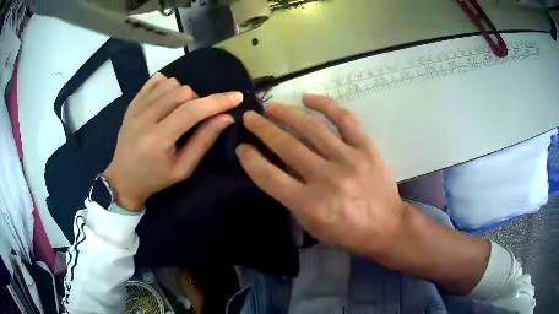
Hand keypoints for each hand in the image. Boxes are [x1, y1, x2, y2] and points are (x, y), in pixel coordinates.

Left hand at [104, 73, 242, 210]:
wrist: (123, 179)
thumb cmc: (155, 178)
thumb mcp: (183, 169)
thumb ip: (203, 142)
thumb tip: (226, 117)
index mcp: (157, 140)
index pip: (191, 112)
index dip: (216, 102)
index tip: (236, 97)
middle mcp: (144, 119)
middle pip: (182, 92)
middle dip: (198, 102)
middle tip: (194, 119)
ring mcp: (136, 108)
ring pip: (170, 83)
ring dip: (183, 94)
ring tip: (179, 111)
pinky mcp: (132, 103)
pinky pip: (156, 81)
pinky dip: (168, 85)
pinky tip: (167, 100)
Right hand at [236, 94, 406, 257]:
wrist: (386, 227)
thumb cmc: (346, 233)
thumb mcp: (312, 225)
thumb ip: (292, 198)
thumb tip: (278, 168)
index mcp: (310, 204)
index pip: (269, 176)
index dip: (250, 159)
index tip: (242, 147)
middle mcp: (326, 178)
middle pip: (286, 145)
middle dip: (262, 128)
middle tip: (250, 117)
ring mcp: (348, 159)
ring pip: (311, 128)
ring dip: (287, 113)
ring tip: (272, 107)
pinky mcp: (366, 148)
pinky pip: (344, 119)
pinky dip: (325, 105)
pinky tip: (308, 98)